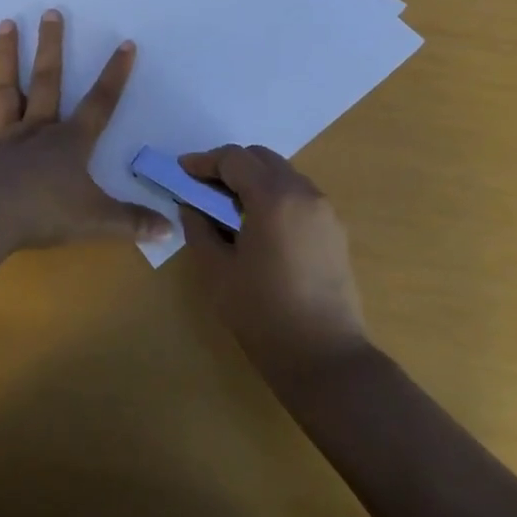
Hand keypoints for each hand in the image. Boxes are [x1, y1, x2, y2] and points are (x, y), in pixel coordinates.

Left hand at [0, 9, 171, 250]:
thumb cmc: (46, 214)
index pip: (100, 104)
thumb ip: (133, 222)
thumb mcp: (98, 221)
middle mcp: (37, 130)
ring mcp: (2, 138)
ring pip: (6, 89)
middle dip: (52, 47)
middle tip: (50, 12)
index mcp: (70, 142)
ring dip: (5, 56)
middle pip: (47, 81)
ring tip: (5, 23)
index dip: (115, 75)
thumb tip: (172, 229)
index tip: (126, 43)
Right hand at [178, 144, 368, 383]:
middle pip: (261, 158)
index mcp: (273, 198)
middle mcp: (303, 193)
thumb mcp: (217, 273)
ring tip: (228, 207)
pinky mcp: (334, 230)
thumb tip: (191, 207)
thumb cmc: (263, 315)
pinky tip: (257, 225)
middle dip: (229, 166)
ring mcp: (324, 210)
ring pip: (282, 174)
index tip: (182, 171)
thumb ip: (199, 230)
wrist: (325, 358)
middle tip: (202, 187)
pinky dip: (274, 196)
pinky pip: (298, 195)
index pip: (234, 159)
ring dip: (253, 180)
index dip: (204, 162)